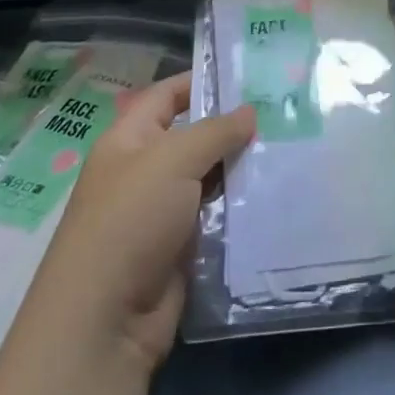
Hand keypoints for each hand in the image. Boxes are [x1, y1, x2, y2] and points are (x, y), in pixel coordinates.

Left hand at [19, 72, 254, 374]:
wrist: (104, 321)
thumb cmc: (130, 222)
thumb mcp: (172, 160)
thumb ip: (216, 130)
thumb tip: (250, 111)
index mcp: (128, 142)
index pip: (166, 96)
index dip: (200, 80)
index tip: (247, 73)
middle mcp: (144, 171)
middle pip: (193, 135)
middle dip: (233, 124)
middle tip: (282, 110)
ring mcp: (162, 211)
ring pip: (209, 176)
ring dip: (242, 165)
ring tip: (289, 145)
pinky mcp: (182, 246)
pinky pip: (217, 214)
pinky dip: (241, 203)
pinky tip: (277, 190)